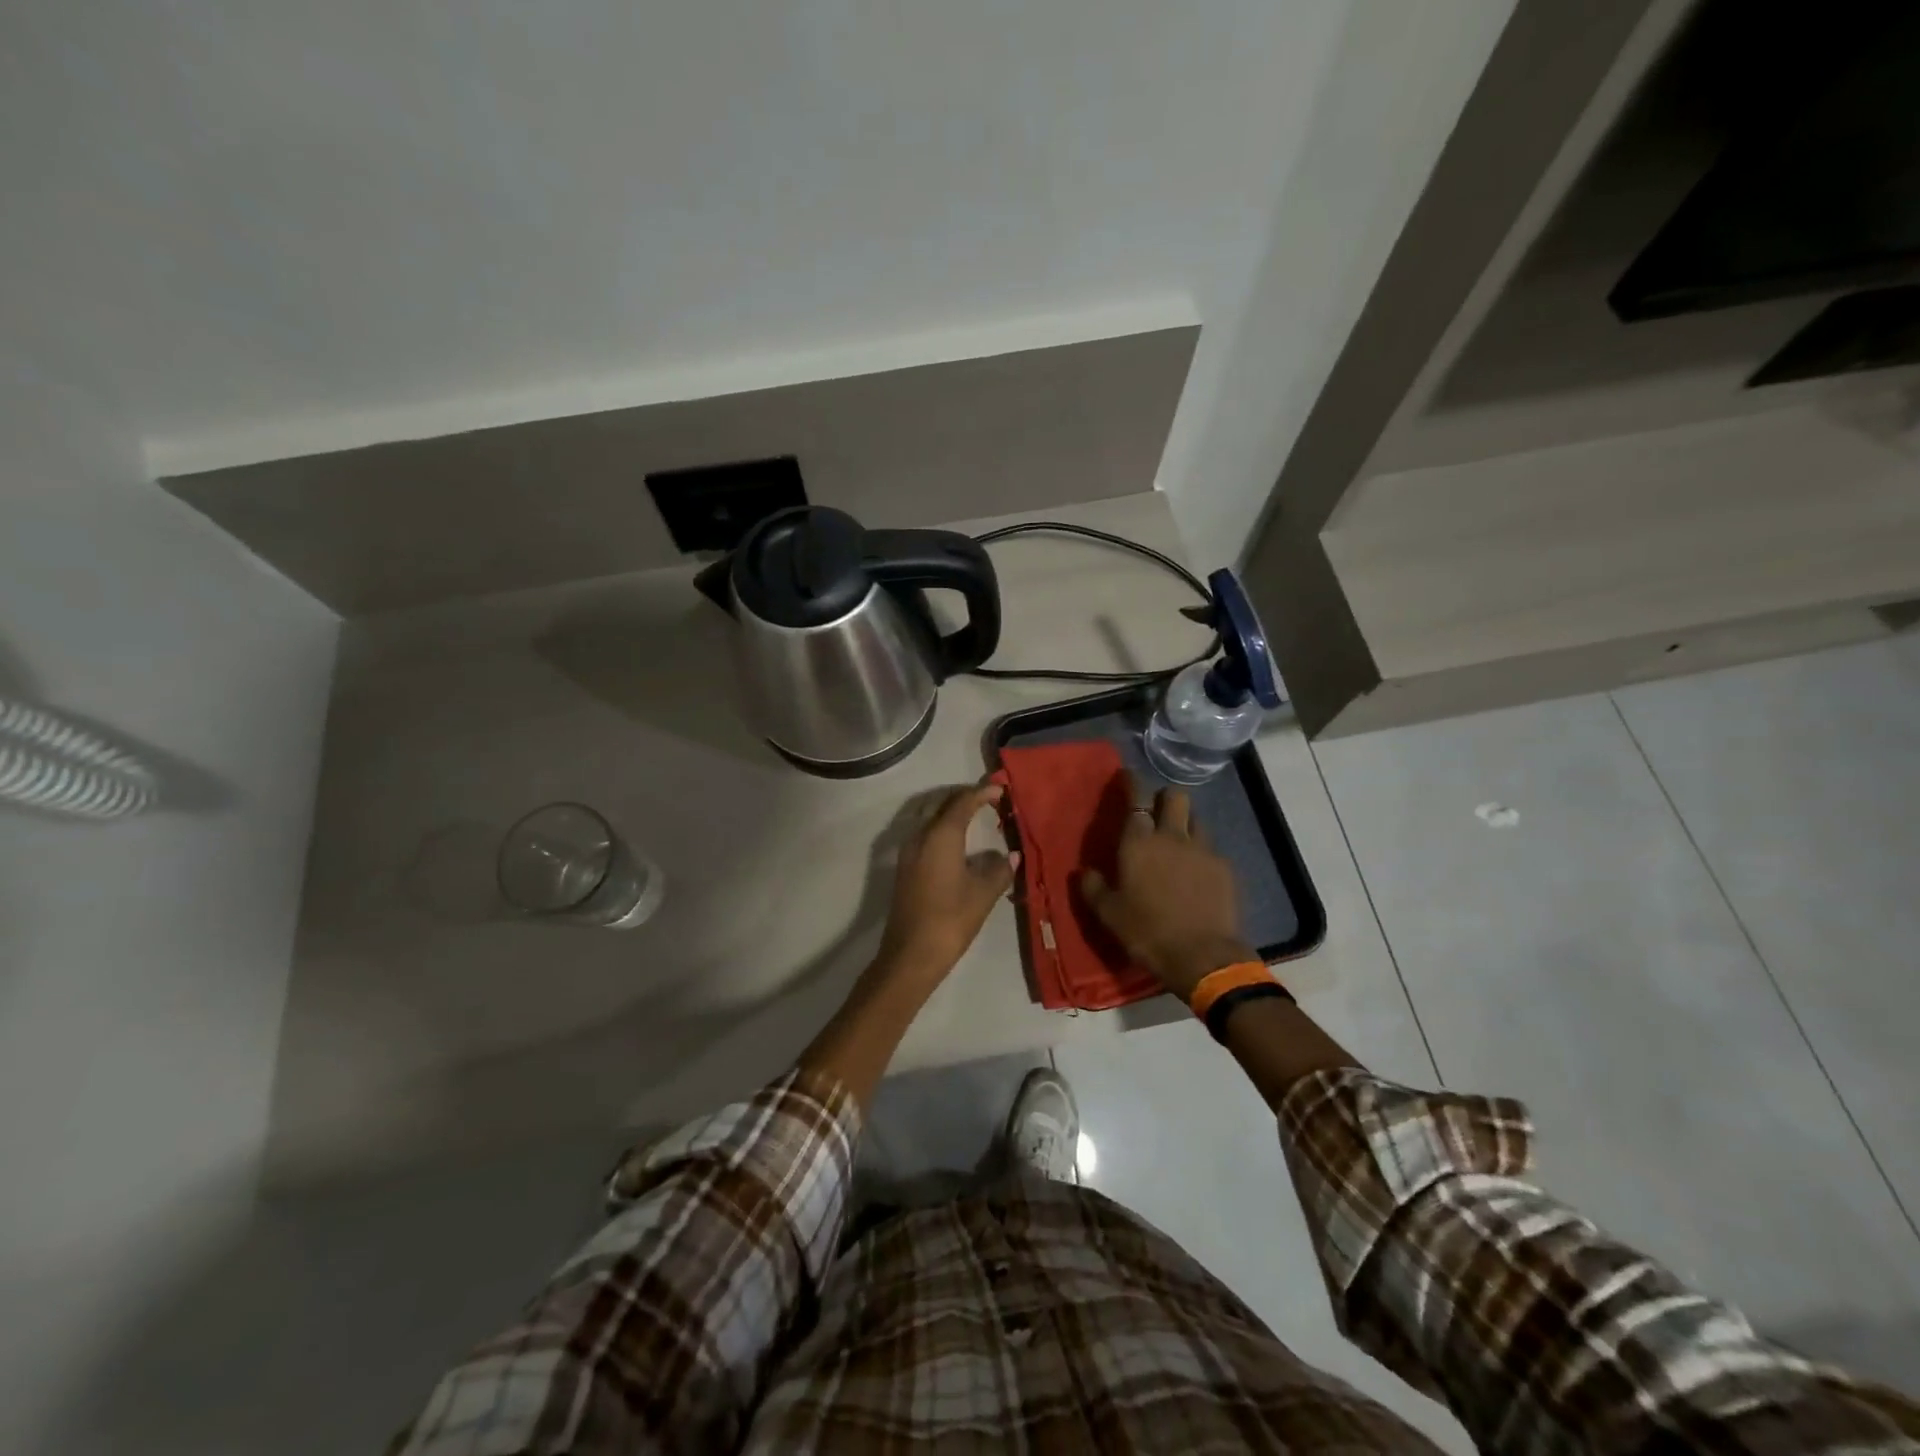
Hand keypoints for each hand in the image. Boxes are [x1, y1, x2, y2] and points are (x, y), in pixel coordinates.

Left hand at [875, 783, 1017, 993]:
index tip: (1001, 789)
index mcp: (941, 835)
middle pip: (942, 804)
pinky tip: (957, 843)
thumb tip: (1010, 856)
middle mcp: (920, 836)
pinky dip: (942, 828)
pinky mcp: (904, 867)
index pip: (962, 802)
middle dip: (964, 798)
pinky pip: (924, 834)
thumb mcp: (983, 894)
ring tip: (974, 817)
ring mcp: (908, 851)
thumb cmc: (951, 919)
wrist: (911, 954)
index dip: (982, 793)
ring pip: (929, 818)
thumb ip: (999, 870)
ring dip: (950, 812)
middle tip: (989, 799)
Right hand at [1081, 782, 1253, 998]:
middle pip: (1176, 796)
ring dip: (1186, 824)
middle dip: (1166, 797)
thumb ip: (1093, 887)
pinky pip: (1211, 849)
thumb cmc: (1146, 932)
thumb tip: (1084, 872)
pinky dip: (1202, 853)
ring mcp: (1203, 850)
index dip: (1132, 782)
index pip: (1136, 797)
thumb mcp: (1108, 914)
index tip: (1128, 776)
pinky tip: (1198, 873)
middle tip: (1157, 813)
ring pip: (1197, 820)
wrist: (1202, 956)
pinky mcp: (1225, 868)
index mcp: (1139, 842)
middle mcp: (1172, 836)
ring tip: (1179, 843)